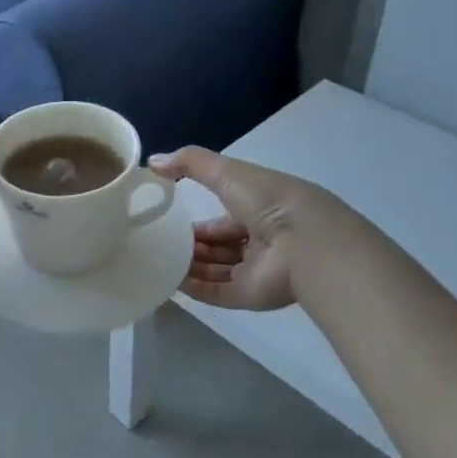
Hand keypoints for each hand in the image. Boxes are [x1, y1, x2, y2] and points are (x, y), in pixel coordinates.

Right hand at [149, 148, 340, 311]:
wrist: (304, 242)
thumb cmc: (268, 201)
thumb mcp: (226, 172)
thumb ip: (190, 163)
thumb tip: (153, 161)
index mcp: (258, 211)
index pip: (223, 220)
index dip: (198, 221)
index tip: (167, 220)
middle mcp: (259, 242)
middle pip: (218, 247)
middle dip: (191, 246)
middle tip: (158, 243)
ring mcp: (255, 271)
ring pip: (215, 270)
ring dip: (188, 266)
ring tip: (156, 261)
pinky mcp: (249, 296)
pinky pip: (215, 293)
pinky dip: (193, 288)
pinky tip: (168, 281)